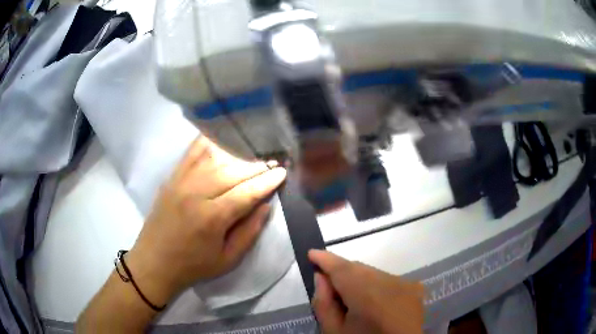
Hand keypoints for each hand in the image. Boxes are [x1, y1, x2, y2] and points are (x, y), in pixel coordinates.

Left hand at [125, 136, 286, 305]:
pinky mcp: (171, 178)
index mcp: (212, 218)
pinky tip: (219, 138)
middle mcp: (196, 193)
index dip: (267, 182)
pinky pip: (191, 154)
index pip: (246, 192)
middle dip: (256, 167)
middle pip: (232, 172)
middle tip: (271, 165)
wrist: (154, 262)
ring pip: (214, 159)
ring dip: (237, 156)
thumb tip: (266, 206)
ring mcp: (181, 182)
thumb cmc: (193, 266)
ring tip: (252, 156)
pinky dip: (207, 143)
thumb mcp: (228, 260)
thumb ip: (249, 232)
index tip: (282, 173)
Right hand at [309, 250, 423, 333]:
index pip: (342, 269)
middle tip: (328, 283)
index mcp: (367, 295)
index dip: (325, 259)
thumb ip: (323, 303)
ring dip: (359, 279)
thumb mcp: (334, 331)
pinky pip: (389, 279)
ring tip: (352, 299)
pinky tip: (373, 301)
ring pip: (374, 273)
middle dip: (342, 271)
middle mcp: (390, 282)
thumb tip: (321, 277)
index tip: (311, 253)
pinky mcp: (414, 288)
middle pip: (359, 269)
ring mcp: (405, 284)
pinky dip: (376, 285)